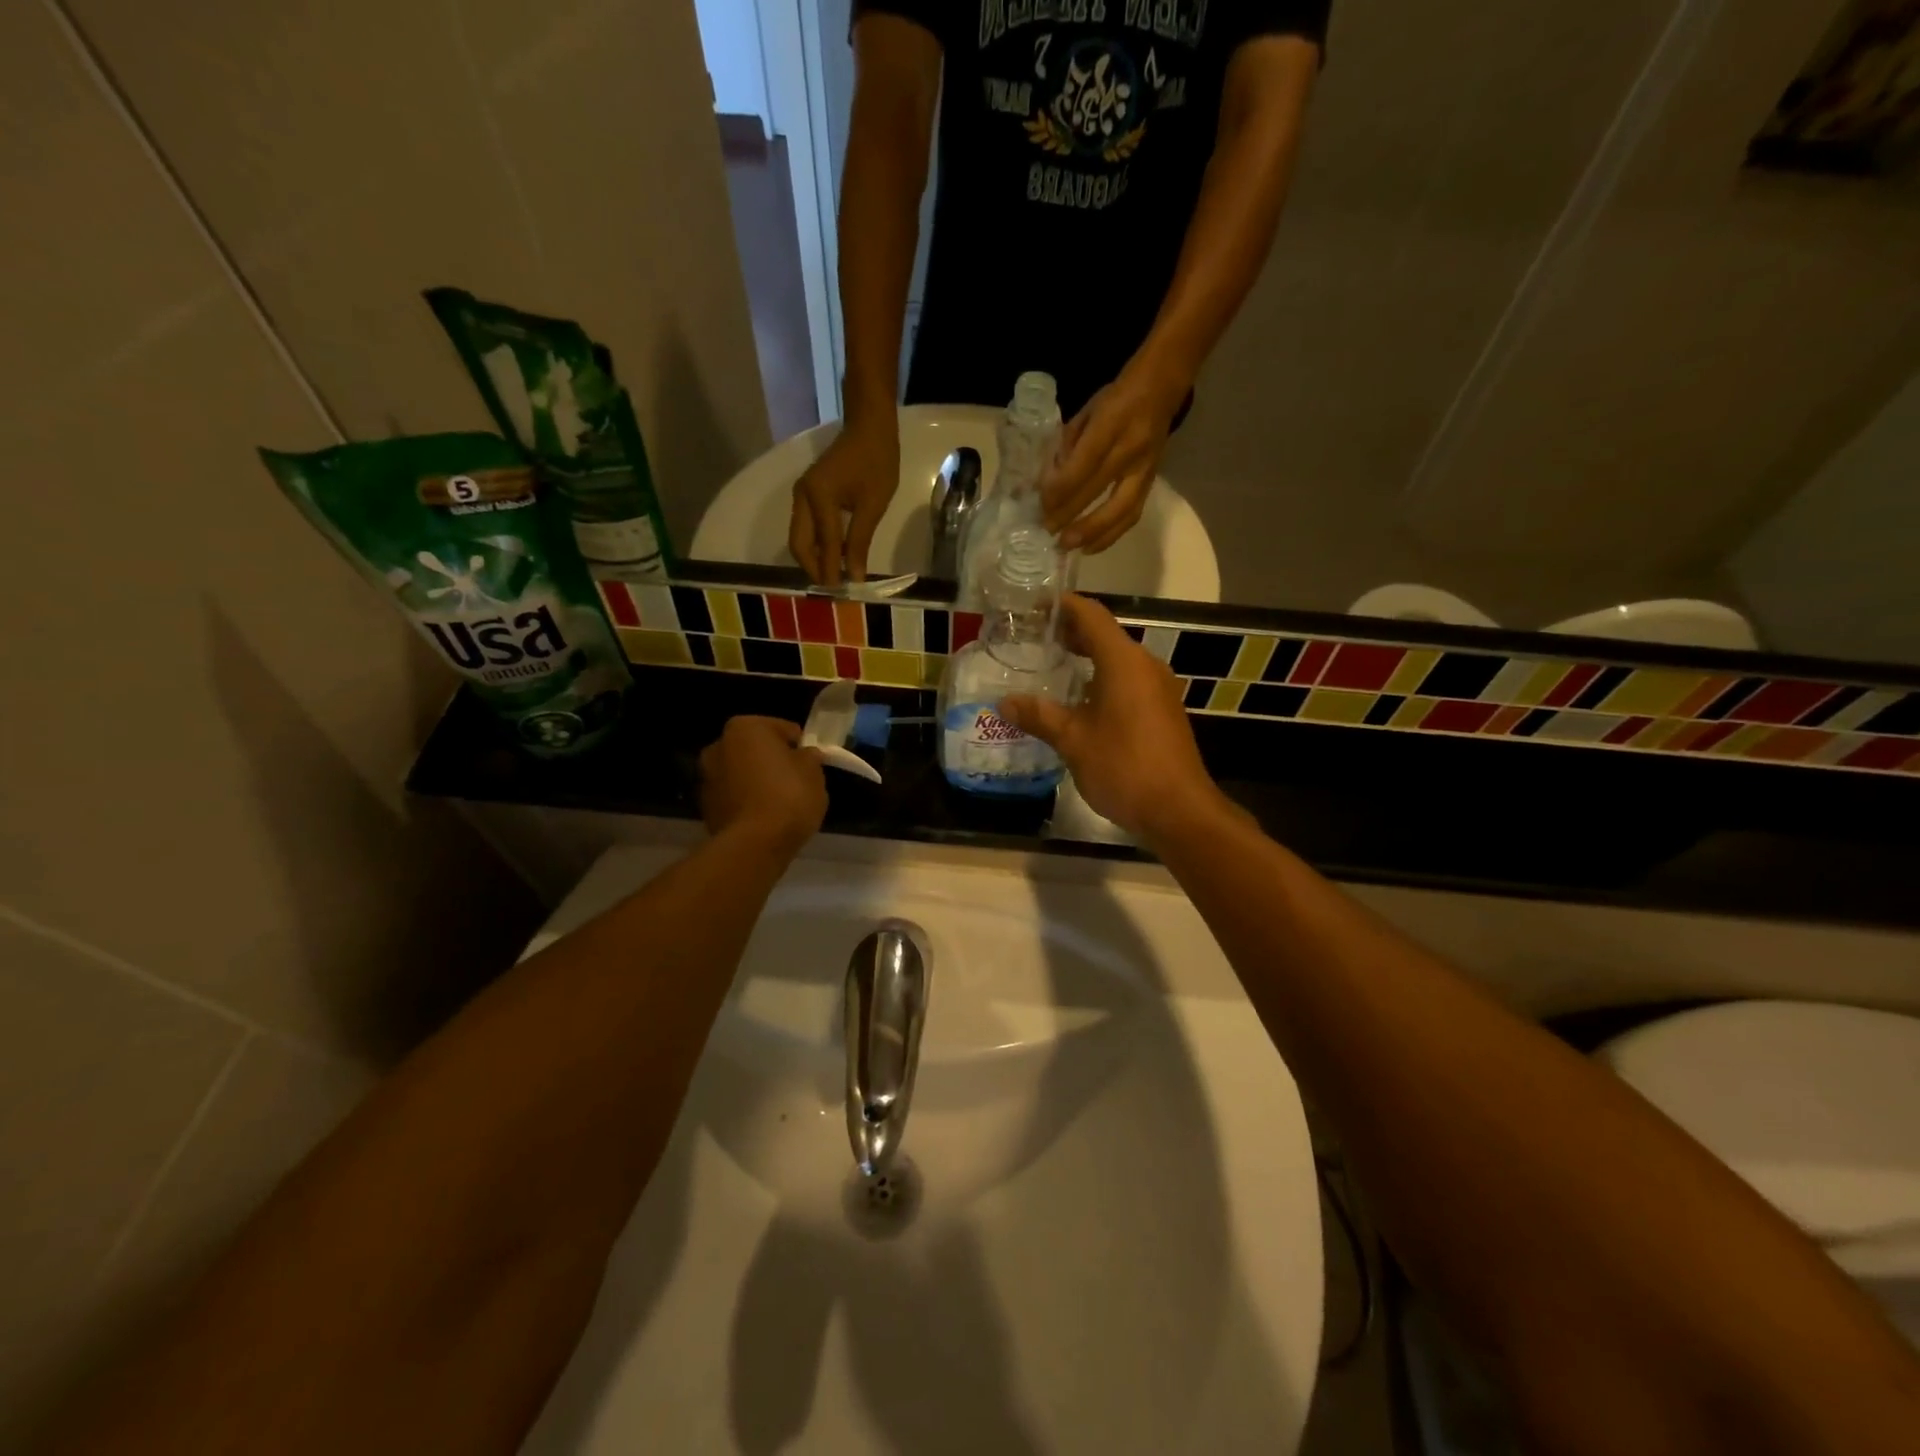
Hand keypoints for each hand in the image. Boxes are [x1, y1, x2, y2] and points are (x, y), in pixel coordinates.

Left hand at [699, 717, 827, 857]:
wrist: (755, 844)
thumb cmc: (789, 797)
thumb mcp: (814, 772)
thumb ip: (809, 757)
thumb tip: (805, 755)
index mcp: (745, 727)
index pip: (783, 728)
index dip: (800, 745)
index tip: (811, 763)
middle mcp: (719, 745)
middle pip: (756, 749)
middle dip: (773, 761)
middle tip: (795, 780)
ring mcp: (707, 777)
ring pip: (742, 772)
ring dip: (757, 780)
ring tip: (780, 802)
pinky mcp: (705, 806)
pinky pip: (734, 796)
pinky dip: (746, 800)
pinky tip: (764, 817)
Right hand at [788, 416, 899, 585]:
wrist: (868, 427)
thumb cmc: (877, 462)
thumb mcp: (873, 505)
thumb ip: (860, 542)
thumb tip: (854, 576)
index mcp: (819, 498)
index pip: (825, 545)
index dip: (832, 571)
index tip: (842, 595)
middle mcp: (802, 497)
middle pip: (799, 545)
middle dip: (814, 569)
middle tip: (833, 590)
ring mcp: (801, 495)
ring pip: (799, 538)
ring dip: (813, 559)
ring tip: (833, 577)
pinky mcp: (807, 494)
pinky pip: (805, 528)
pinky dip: (815, 546)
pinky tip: (832, 557)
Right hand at [997, 596, 1231, 844]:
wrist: (1178, 809)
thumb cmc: (1124, 766)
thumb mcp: (1073, 741)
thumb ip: (1039, 716)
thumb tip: (1004, 702)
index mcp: (1124, 661)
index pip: (1091, 615)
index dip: (1062, 605)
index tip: (1033, 605)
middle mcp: (1145, 665)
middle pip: (1105, 634)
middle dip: (1070, 632)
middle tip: (1033, 637)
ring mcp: (1158, 688)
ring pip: (1117, 659)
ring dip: (1086, 656)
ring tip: (1051, 665)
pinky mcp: (1163, 710)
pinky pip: (1128, 680)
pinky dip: (1101, 677)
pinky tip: (1079, 700)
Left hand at [1041, 362, 1185, 553]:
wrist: (1163, 388)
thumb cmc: (1117, 397)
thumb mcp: (1088, 410)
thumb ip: (1068, 444)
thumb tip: (1049, 482)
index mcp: (1111, 423)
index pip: (1083, 463)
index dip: (1061, 488)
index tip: (1041, 504)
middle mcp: (1131, 448)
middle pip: (1098, 489)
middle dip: (1069, 514)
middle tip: (1046, 530)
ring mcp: (1145, 468)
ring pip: (1120, 510)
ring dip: (1092, 532)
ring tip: (1068, 546)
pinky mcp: (1152, 482)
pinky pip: (1131, 514)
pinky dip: (1110, 534)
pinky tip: (1090, 546)